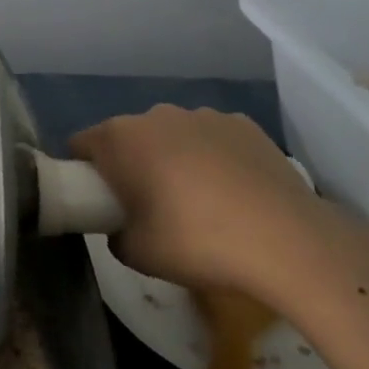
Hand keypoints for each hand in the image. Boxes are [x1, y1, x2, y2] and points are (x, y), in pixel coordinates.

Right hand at [69, 105, 332, 297]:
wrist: (287, 241)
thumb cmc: (196, 242)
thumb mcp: (136, 254)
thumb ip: (115, 233)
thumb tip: (122, 225)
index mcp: (120, 138)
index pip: (81, 143)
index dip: (83, 171)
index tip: (99, 200)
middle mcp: (156, 115)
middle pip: (128, 136)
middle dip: (130, 164)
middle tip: (148, 206)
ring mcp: (203, 115)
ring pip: (172, 134)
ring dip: (172, 158)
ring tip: (199, 201)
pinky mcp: (243, 124)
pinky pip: (211, 138)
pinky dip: (212, 157)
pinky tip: (233, 192)